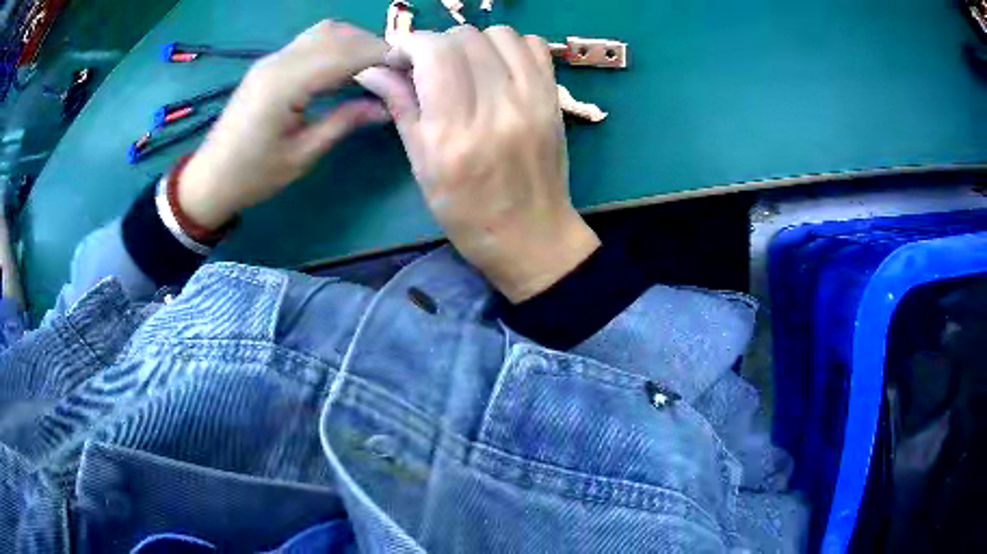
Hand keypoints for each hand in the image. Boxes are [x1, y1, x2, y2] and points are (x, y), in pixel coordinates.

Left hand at [179, 20, 397, 229]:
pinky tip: (346, 70)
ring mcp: (272, 60)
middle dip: (371, 45)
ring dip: (353, 42)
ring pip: (323, 32)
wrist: (210, 179)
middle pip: (335, 33)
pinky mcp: (269, 65)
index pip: (344, 53)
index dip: (381, 55)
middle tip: (395, 70)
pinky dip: (335, 48)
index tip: (410, 68)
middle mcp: (278, 61)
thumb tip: (385, 107)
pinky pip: (310, 43)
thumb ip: (344, 123)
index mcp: (285, 84)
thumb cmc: (253, 175)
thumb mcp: (302, 155)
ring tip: (375, 68)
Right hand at [362, 26, 599, 301]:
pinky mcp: (554, 99)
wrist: (532, 236)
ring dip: (473, 42)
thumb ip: (400, 108)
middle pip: (465, 38)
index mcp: (455, 133)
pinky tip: (496, 66)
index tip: (400, 59)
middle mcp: (497, 108)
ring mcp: (532, 101)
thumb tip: (372, 69)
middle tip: (429, 66)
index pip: (435, 52)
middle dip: (437, 43)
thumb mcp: (423, 167)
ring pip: (499, 34)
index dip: (410, 44)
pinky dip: (509, 46)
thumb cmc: (467, 213)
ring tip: (464, 65)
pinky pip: (533, 46)